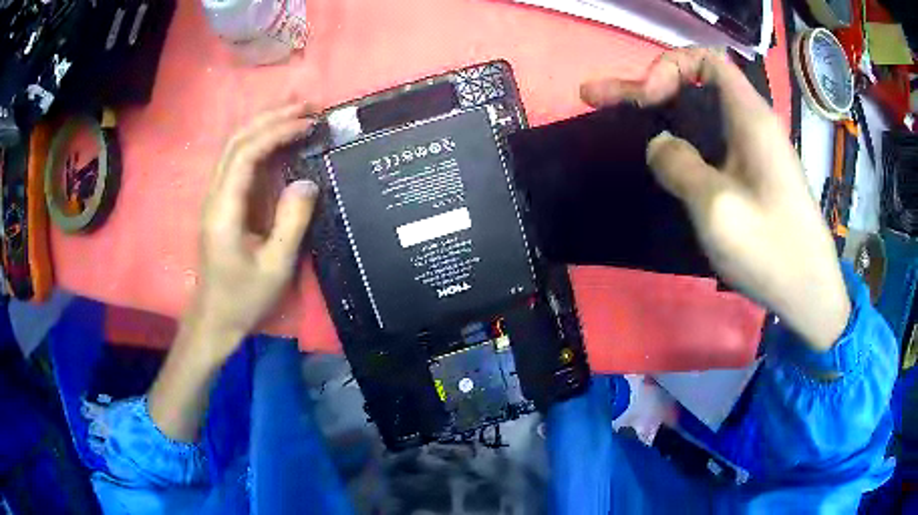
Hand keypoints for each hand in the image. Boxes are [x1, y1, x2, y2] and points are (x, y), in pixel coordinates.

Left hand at [149, 104, 317, 441]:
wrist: (214, 318)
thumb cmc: (243, 298)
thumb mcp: (275, 266)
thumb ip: (292, 222)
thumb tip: (308, 181)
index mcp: (224, 209)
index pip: (247, 153)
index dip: (277, 132)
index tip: (309, 124)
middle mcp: (214, 195)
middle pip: (237, 140)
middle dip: (271, 116)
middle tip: (308, 105)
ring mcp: (215, 197)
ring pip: (235, 146)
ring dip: (264, 124)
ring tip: (297, 112)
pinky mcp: (222, 202)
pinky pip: (239, 161)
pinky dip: (260, 142)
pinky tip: (279, 139)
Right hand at [580, 48, 849, 350]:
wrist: (809, 293)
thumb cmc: (771, 250)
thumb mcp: (717, 208)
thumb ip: (680, 166)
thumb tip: (659, 145)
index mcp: (749, 117)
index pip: (704, 60)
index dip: (669, 68)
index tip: (649, 101)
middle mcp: (752, 125)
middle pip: (696, 85)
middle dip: (647, 88)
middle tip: (597, 97)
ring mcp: (753, 153)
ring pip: (702, 116)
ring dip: (662, 115)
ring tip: (622, 120)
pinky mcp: (753, 177)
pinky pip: (712, 145)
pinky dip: (682, 143)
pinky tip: (665, 161)